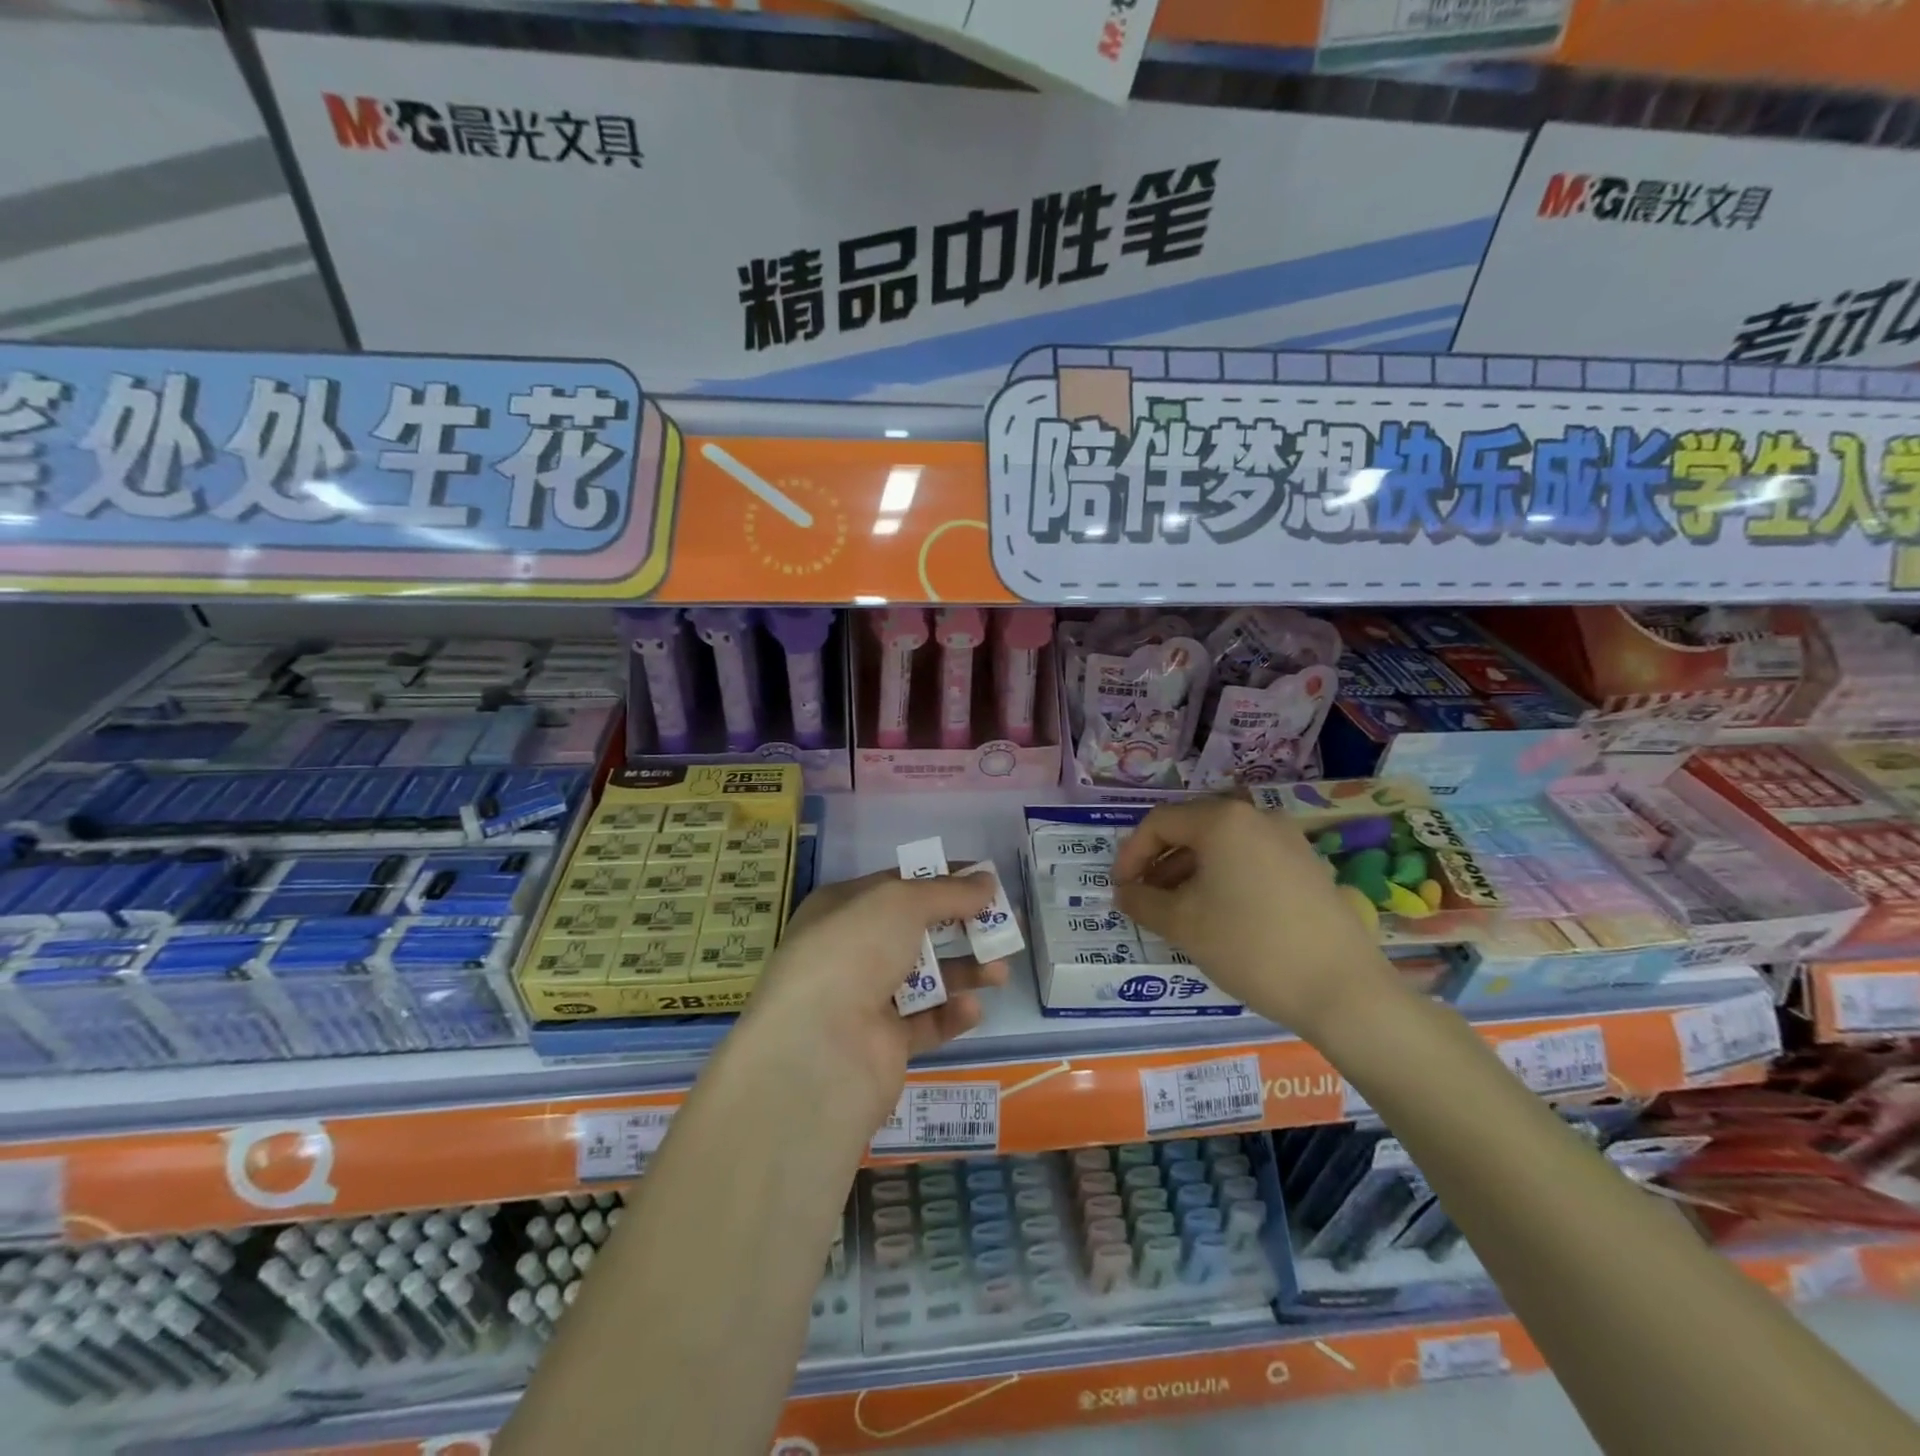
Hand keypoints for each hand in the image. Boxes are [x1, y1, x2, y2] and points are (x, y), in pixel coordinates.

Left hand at [736, 870, 1011, 1133]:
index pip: (898, 885)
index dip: (942, 879)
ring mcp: (866, 1000)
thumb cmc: (854, 950)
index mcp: (842, 909)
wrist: (819, 1047)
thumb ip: (948, 892)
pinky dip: (952, 1013)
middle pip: (917, 932)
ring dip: (965, 970)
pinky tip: (973, 1007)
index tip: (986, 880)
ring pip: (927, 977)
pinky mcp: (884, 1044)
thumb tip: (987, 880)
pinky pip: (926, 1022)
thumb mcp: (901, 902)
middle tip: (1004, 926)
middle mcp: (851, 951)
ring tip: (1000, 970)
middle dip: (961, 926)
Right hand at [1113, 796, 1400, 1039]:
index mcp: (1223, 820)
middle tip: (1144, 900)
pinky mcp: (1309, 867)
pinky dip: (1223, 879)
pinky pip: (1251, 861)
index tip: (1119, 888)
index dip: (1131, 854)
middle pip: (1192, 830)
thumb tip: (1124, 892)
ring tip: (1177, 912)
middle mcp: (1257, 818)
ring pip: (1223, 847)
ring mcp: (1289, 841)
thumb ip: (1143, 902)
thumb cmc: (1250, 946)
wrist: (1343, 990)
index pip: (1160, 823)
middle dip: (1160, 863)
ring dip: (1190, 873)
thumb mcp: (1183, 924)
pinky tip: (1219, 916)